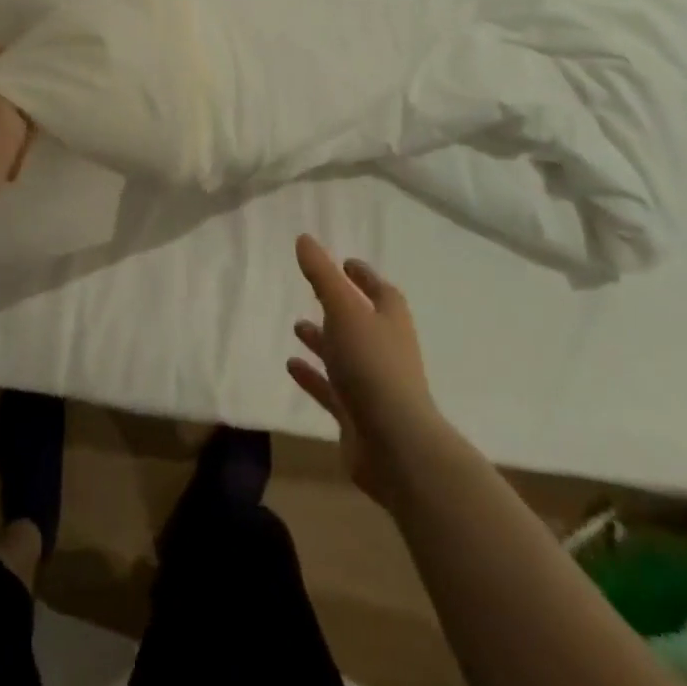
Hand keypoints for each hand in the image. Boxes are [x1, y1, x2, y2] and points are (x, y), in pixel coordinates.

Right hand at [289, 235, 440, 508]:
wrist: (396, 446)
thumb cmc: (373, 366)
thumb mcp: (344, 310)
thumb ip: (322, 275)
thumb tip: (304, 238)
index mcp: (390, 322)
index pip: (380, 291)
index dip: (363, 277)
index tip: (345, 263)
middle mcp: (385, 350)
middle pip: (362, 323)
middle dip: (339, 308)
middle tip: (314, 293)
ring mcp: (372, 385)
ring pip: (344, 356)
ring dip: (323, 341)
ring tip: (296, 326)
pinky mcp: (356, 416)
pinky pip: (330, 389)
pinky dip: (313, 376)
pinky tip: (291, 366)